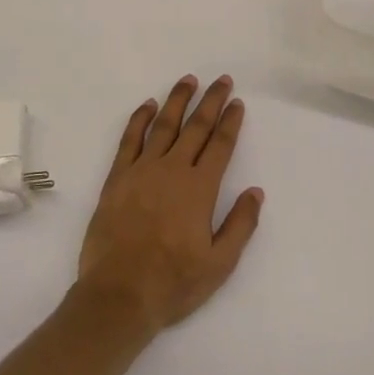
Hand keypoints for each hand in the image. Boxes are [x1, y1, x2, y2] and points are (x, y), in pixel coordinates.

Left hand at [76, 75, 263, 335]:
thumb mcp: (219, 264)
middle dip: (211, 101)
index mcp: (199, 189)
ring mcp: (142, 170)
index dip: (230, 122)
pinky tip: (148, 105)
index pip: (220, 145)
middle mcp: (172, 170)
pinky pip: (130, 139)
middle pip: (195, 127)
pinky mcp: (117, 178)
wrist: (118, 294)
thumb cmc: (173, 283)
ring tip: (189, 80)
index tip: (237, 102)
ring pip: (164, 125)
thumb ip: (240, 225)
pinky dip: (140, 118)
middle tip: (222, 80)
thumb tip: (256, 191)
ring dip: (178, 100)